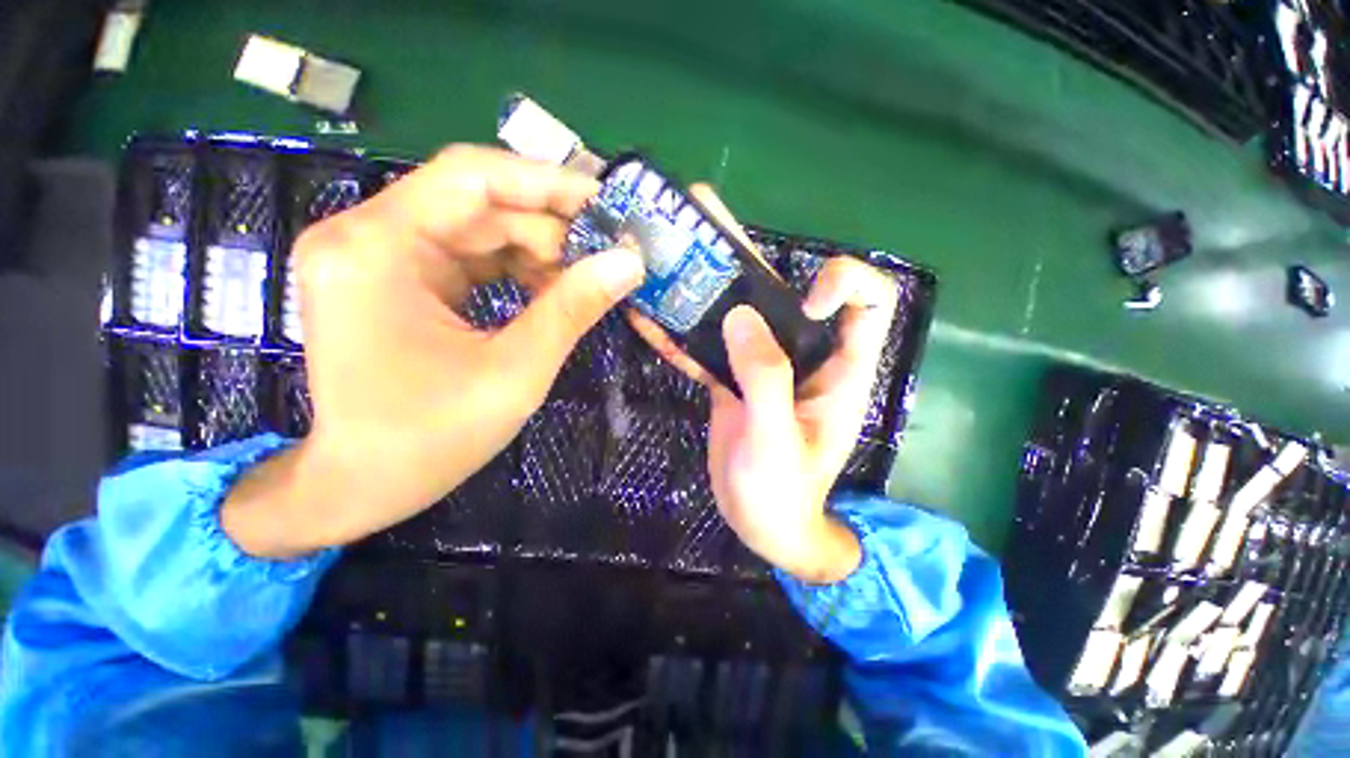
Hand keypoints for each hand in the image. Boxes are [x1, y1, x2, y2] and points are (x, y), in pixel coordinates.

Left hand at [223, 146, 643, 557]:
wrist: (362, 485)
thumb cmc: (431, 439)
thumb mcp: (516, 371)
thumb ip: (573, 308)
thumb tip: (629, 263)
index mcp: (377, 247)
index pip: (473, 177)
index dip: (548, 182)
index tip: (608, 204)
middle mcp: (366, 234)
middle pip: (479, 204)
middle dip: (552, 229)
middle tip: (610, 256)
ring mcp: (376, 255)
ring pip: (478, 228)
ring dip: (538, 252)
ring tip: (586, 280)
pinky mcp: (393, 277)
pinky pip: (468, 255)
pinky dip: (516, 270)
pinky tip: (551, 292)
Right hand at [628, 187, 898, 583]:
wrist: (760, 522)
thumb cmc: (783, 492)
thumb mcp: (779, 441)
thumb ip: (766, 380)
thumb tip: (740, 316)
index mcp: (838, 369)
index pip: (866, 303)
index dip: (844, 281)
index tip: (806, 298)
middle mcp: (799, 355)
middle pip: (779, 291)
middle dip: (745, 254)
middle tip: (703, 216)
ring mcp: (759, 364)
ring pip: (735, 312)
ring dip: (702, 284)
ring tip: (665, 250)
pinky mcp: (729, 377)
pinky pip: (705, 344)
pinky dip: (680, 331)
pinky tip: (648, 315)